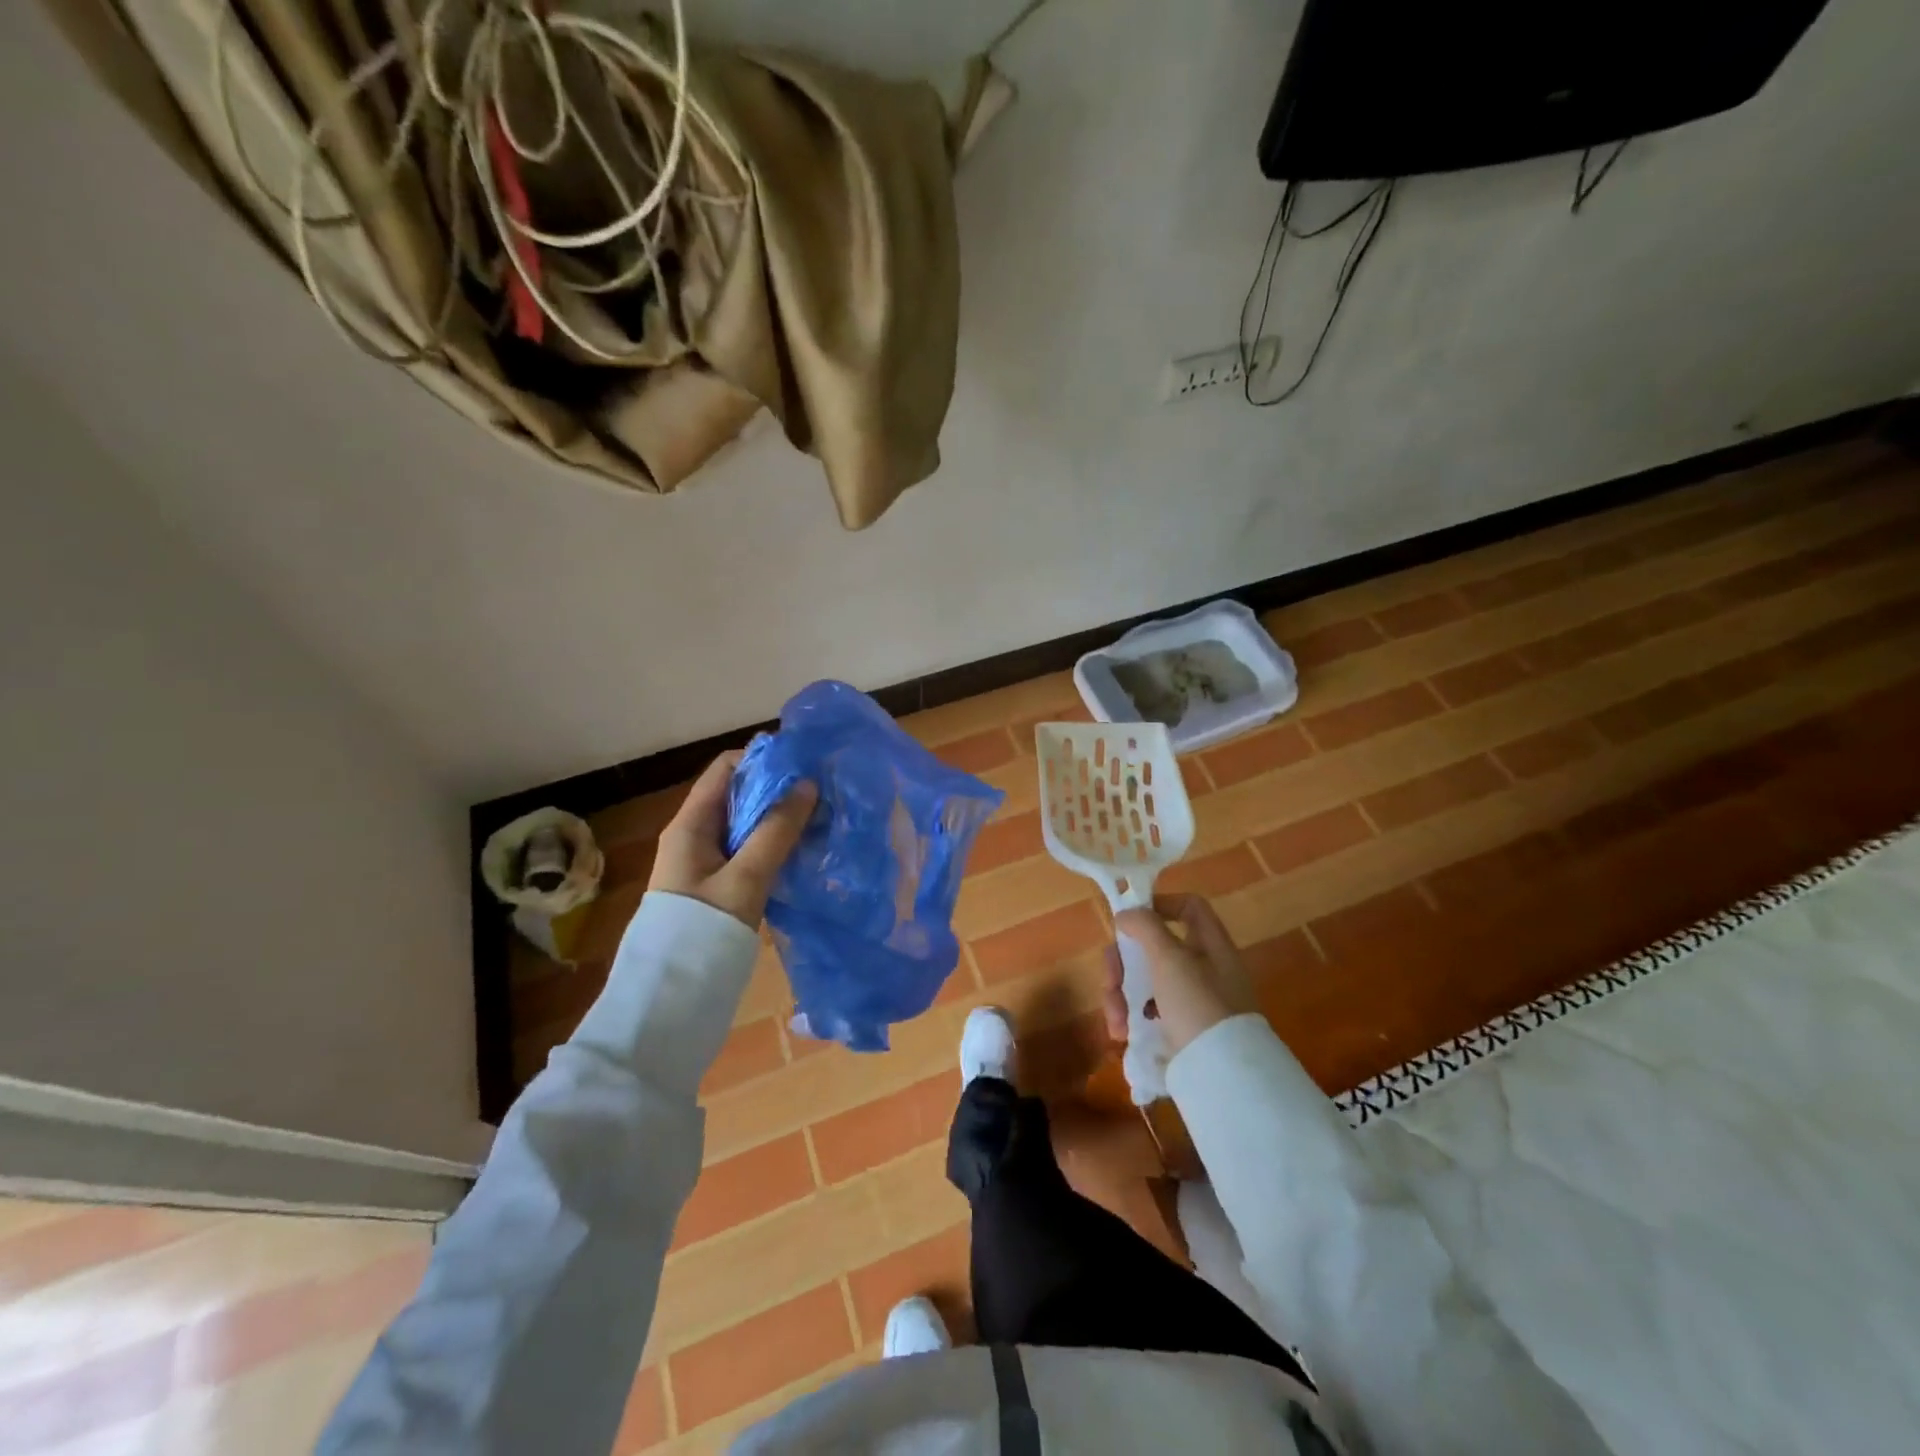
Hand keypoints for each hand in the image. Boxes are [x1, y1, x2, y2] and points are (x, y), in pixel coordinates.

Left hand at [648, 751, 816, 929]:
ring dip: (779, 819)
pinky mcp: (716, 887)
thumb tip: (808, 785)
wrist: (671, 997)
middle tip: (820, 795)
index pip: (726, 768)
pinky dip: (773, 845)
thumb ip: (777, 830)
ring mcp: (705, 863)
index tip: (803, 766)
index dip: (763, 760)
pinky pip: (747, 852)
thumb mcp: (745, 877)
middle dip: (778, 790)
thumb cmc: (703, 929)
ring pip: (746, 825)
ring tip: (819, 820)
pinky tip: (802, 852)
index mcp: (690, 824)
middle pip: (738, 795)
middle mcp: (694, 835)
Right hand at [1103, 894, 1256, 1056]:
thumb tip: (1127, 914)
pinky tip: (1123, 1033)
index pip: (1188, 907)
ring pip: (1145, 979)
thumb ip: (1146, 927)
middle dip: (1124, 962)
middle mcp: (1203, 967)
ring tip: (1116, 1020)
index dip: (1159, 905)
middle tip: (1111, 980)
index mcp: (1210, 944)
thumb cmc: (1199, 1005)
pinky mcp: (1181, 1027)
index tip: (1130, 920)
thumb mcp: (1170, 959)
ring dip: (1121, 994)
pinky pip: (1148, 1009)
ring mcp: (1192, 999)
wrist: (1224, 1075)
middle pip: (1154, 946)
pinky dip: (1132, 1017)